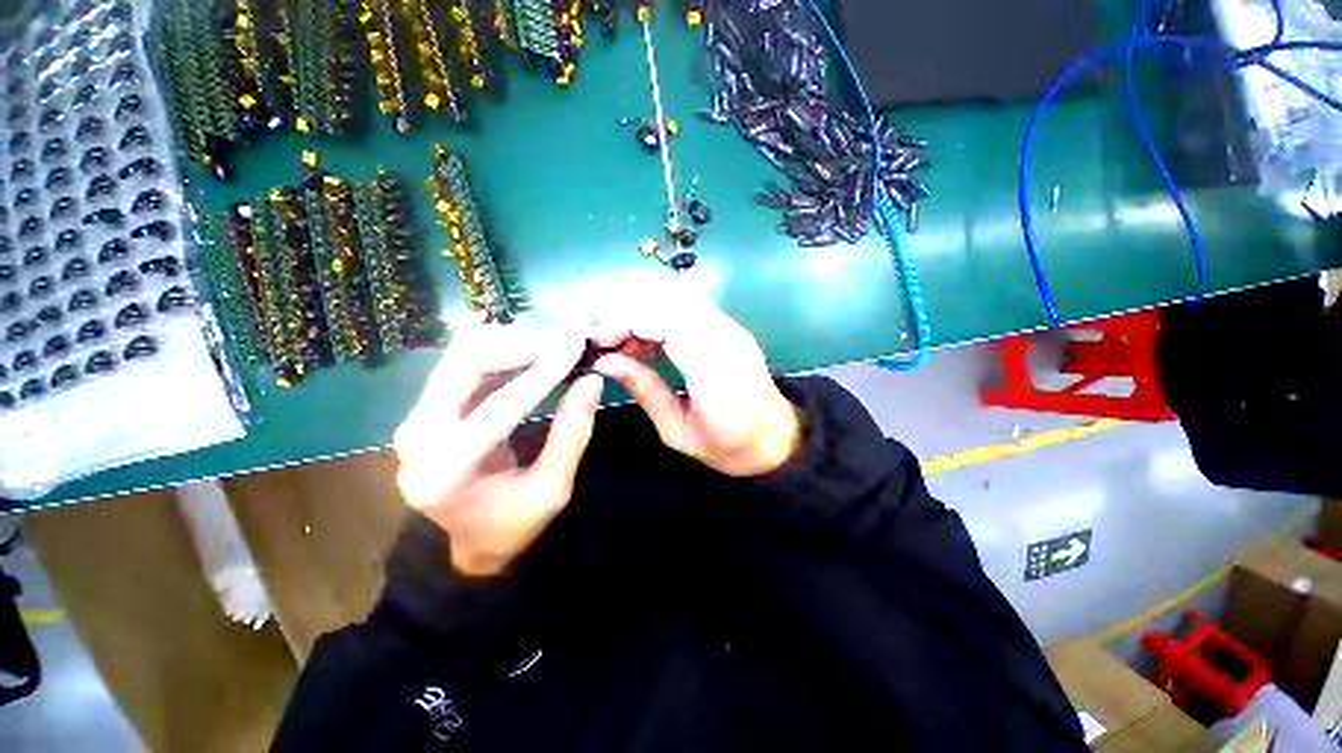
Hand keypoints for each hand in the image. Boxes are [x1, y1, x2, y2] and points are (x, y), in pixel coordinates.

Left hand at [393, 327, 602, 576]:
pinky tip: (534, 355)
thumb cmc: (514, 523)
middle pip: (467, 362)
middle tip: (568, 344)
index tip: (578, 344)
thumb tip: (591, 379)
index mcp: (448, 471)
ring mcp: (416, 418)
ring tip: (556, 348)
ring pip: (464, 354)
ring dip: (513, 344)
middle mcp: (418, 437)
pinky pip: (464, 363)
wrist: (470, 541)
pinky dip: (503, 352)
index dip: (544, 371)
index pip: (501, 406)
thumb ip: (573, 433)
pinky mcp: (426, 408)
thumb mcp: (554, 489)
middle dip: (523, 346)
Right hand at [592, 295, 801, 476]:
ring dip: (643, 311)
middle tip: (606, 341)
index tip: (599, 341)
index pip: (665, 321)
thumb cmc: (728, 446)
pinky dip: (659, 316)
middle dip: (629, 312)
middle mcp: (725, 338)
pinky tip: (645, 341)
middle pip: (669, 299)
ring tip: (622, 342)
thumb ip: (644, 391)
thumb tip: (605, 362)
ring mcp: (731, 328)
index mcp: (713, 370)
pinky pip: (688, 308)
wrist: (777, 439)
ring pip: (678, 298)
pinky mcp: (730, 328)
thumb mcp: (677, 432)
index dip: (626, 322)